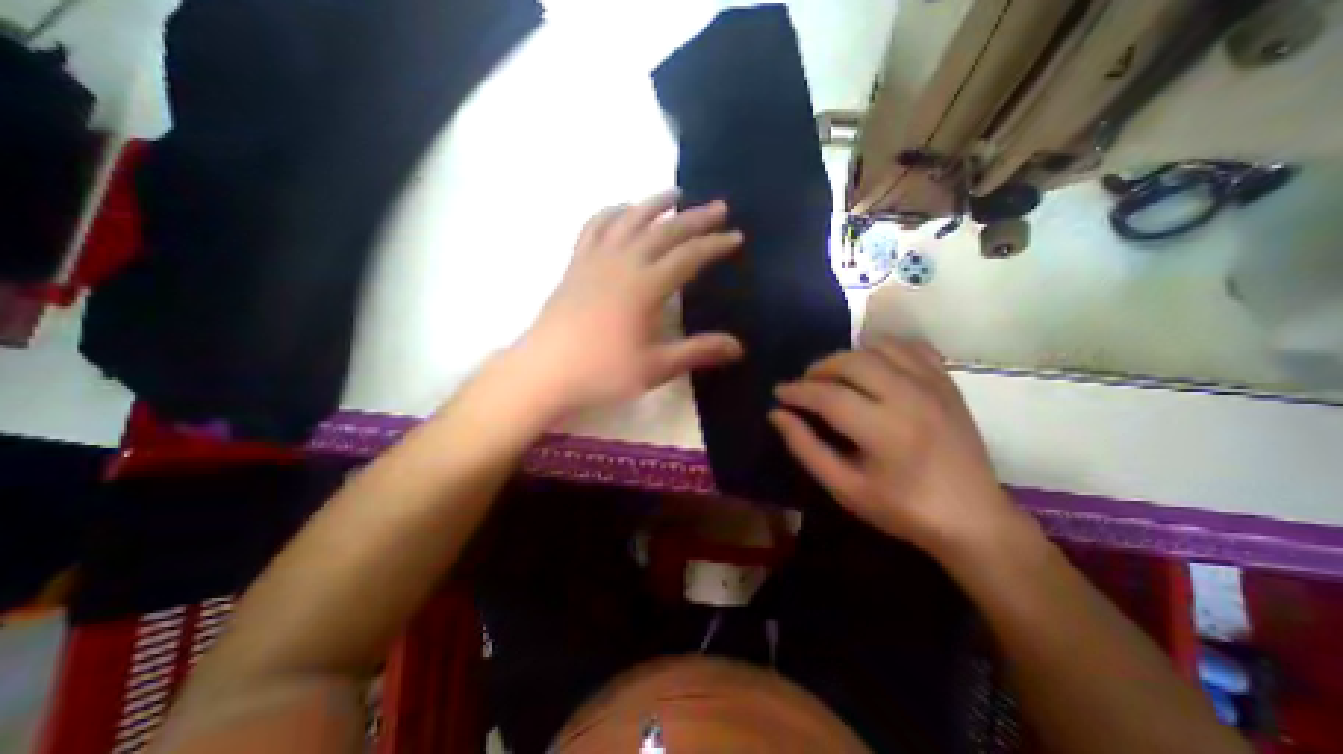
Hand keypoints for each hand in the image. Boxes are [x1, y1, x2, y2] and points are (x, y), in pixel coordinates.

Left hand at [516, 190, 744, 421]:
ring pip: (628, 219)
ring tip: (674, 194)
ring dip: (654, 204)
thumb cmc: (601, 373)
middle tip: (718, 207)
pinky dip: (611, 212)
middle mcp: (621, 263)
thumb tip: (739, 347)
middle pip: (663, 230)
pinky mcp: (575, 265)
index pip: (688, 257)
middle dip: (694, 218)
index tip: (736, 237)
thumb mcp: (655, 367)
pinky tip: (621, 210)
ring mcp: (594, 260)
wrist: (544, 373)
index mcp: (644, 286)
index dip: (714, 245)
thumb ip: (698, 351)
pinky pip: (594, 227)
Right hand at [773, 337, 1024, 556]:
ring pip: (878, 347)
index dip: (796, 391)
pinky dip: (883, 349)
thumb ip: (806, 448)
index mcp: (884, 430)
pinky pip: (910, 347)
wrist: (974, 518)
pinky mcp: (947, 383)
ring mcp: (933, 385)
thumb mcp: (844, 487)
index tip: (778, 392)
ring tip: (835, 377)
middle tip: (805, 385)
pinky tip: (872, 366)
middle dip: (818, 369)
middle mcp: (909, 397)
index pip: (827, 396)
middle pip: (851, 362)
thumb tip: (776, 415)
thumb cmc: (902, 509)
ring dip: (847, 357)